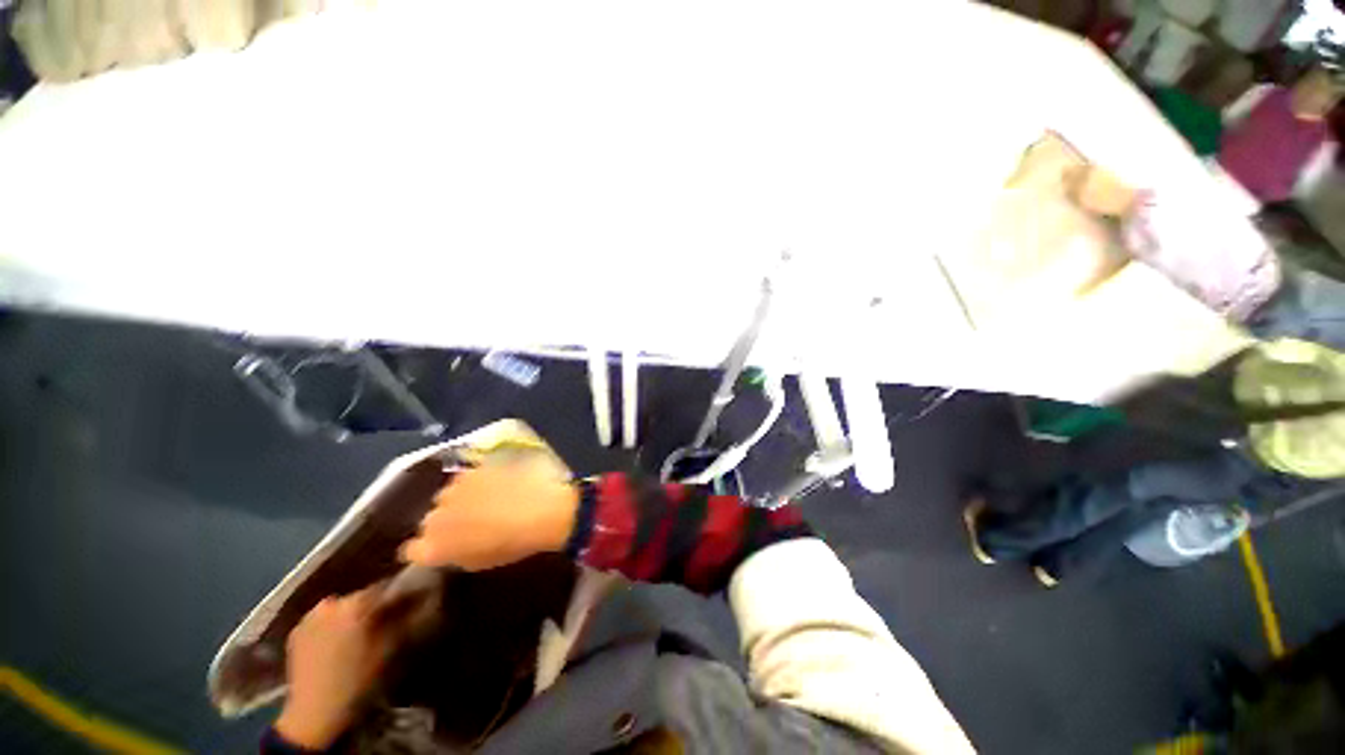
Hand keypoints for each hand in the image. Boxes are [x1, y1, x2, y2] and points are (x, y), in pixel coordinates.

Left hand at [275, 587, 398, 749]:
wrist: (314, 715)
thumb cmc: (360, 680)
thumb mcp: (393, 648)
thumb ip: (412, 616)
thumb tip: (432, 595)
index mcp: (358, 602)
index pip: (389, 585)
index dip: (404, 594)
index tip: (414, 603)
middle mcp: (333, 601)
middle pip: (364, 596)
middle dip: (377, 606)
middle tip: (387, 622)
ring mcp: (310, 615)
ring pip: (344, 607)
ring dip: (356, 616)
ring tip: (363, 635)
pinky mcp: (296, 631)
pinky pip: (324, 619)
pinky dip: (335, 626)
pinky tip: (340, 644)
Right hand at [400, 458, 578, 570]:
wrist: (540, 509)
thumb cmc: (513, 544)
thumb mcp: (478, 562)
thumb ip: (453, 556)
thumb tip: (444, 550)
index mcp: (434, 548)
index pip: (412, 550)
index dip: (425, 548)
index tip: (437, 547)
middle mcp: (435, 517)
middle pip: (428, 521)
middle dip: (442, 523)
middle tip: (464, 524)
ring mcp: (452, 491)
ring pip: (444, 497)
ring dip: (456, 501)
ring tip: (479, 502)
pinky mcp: (471, 470)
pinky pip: (463, 479)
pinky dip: (472, 483)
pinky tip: (490, 485)